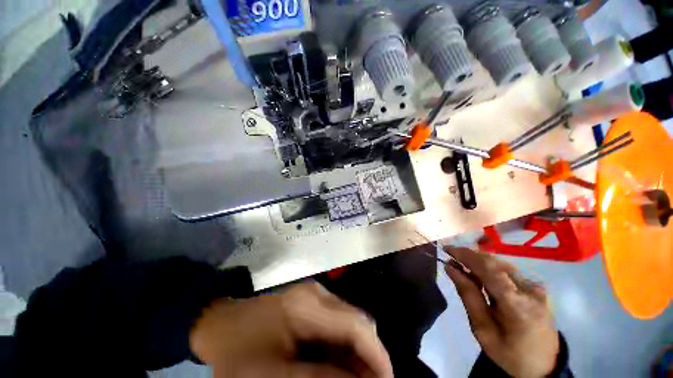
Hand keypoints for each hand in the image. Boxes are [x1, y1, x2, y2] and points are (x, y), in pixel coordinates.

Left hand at [189, 283, 392, 377]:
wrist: (222, 325)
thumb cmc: (240, 352)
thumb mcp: (274, 375)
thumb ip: (320, 376)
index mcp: (306, 305)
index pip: (354, 324)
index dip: (376, 355)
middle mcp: (317, 293)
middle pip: (356, 321)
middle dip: (369, 355)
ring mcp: (315, 294)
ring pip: (349, 321)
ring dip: (357, 352)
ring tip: (356, 377)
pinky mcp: (312, 301)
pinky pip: (337, 322)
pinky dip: (344, 345)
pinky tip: (338, 364)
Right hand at [444, 248, 559, 377]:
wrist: (543, 366)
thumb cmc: (508, 353)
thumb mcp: (482, 329)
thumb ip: (467, 295)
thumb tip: (450, 267)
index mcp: (517, 306)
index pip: (489, 270)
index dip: (466, 255)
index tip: (447, 249)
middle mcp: (530, 291)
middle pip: (495, 263)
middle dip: (470, 256)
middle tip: (451, 257)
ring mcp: (536, 287)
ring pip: (501, 264)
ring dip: (479, 261)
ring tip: (462, 265)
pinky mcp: (537, 287)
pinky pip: (508, 270)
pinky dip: (490, 268)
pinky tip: (480, 274)